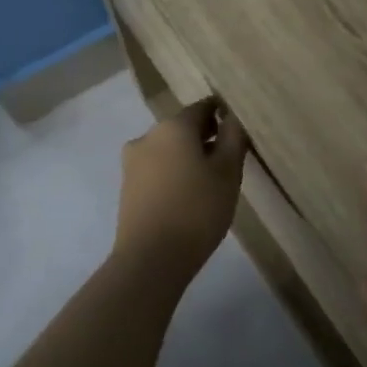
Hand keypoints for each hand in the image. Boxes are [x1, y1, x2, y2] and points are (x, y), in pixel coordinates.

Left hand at [113, 97, 248, 277]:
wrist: (151, 259)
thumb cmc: (197, 209)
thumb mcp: (227, 172)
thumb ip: (233, 138)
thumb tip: (233, 116)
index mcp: (173, 126)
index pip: (203, 107)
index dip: (223, 114)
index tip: (238, 130)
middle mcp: (148, 136)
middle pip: (183, 127)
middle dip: (205, 137)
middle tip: (229, 159)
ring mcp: (132, 162)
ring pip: (168, 149)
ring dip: (188, 156)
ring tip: (210, 182)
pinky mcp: (127, 187)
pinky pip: (157, 169)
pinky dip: (173, 173)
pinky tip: (188, 196)